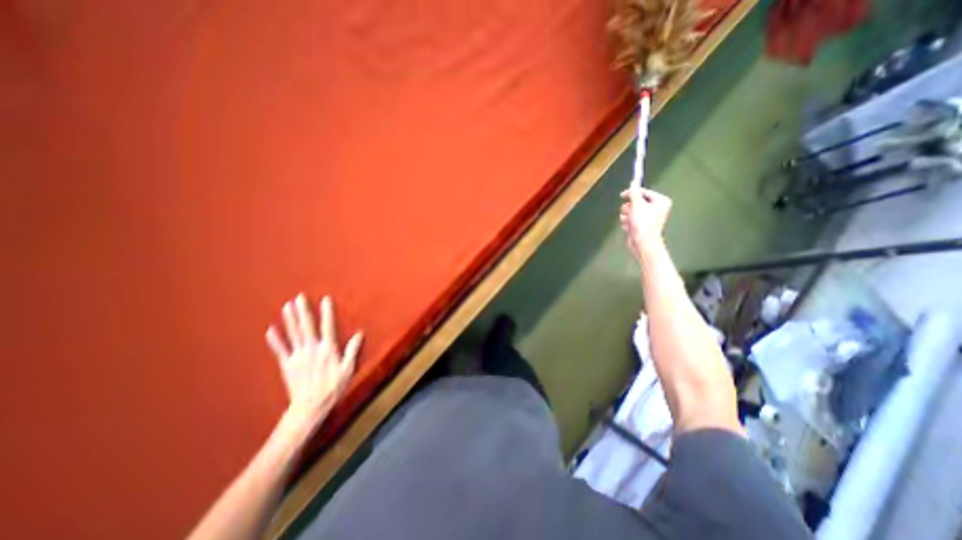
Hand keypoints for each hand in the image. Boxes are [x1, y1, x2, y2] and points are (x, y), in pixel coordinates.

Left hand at [264, 294, 361, 431]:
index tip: (325, 299)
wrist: (309, 407)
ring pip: (293, 334)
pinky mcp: (287, 365)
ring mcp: (297, 356)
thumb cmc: (333, 388)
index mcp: (327, 349)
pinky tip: (270, 330)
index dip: (326, 312)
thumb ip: (353, 350)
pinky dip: (275, 340)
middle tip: (299, 297)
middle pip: (306, 326)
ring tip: (287, 306)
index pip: (327, 326)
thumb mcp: (348, 369)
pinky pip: (280, 350)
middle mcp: (311, 349)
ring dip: (289, 319)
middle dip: (303, 311)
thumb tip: (359, 333)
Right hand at [619, 189, 669, 259]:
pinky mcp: (641, 225)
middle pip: (636, 202)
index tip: (622, 195)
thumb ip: (634, 193)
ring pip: (631, 211)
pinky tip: (629, 228)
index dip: (632, 193)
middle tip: (628, 212)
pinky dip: (628, 223)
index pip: (644, 192)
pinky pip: (631, 219)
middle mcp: (656, 208)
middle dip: (629, 208)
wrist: (643, 243)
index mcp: (660, 201)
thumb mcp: (637, 205)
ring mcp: (648, 217)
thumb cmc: (643, 223)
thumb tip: (633, 183)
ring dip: (627, 216)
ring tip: (629, 222)